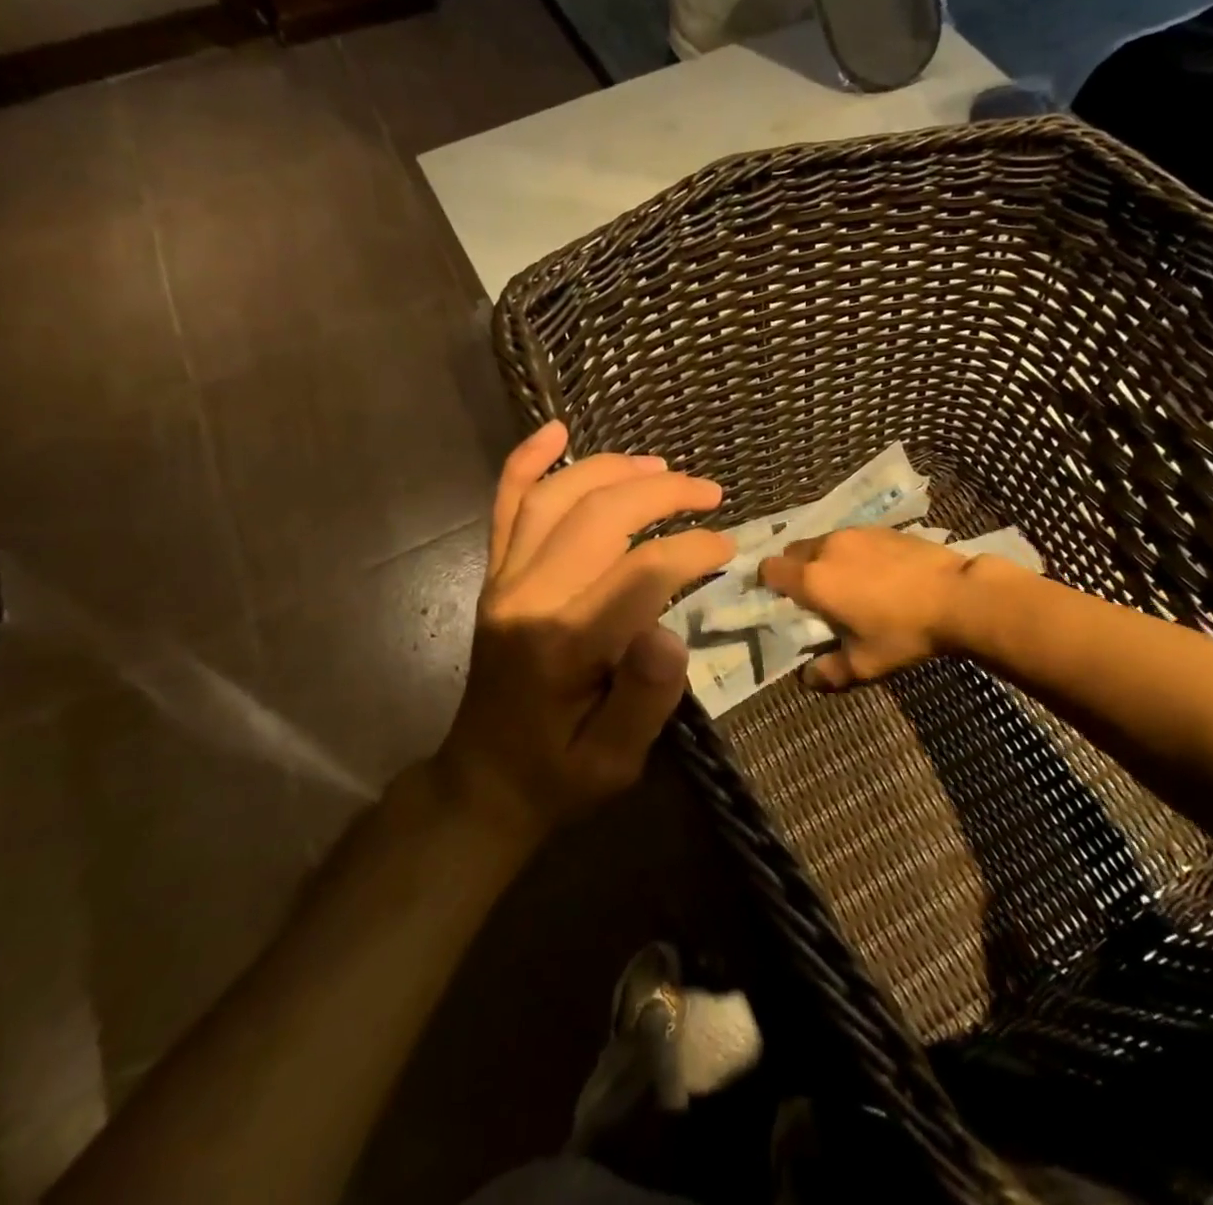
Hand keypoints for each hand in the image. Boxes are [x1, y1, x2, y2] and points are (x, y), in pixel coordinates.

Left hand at [436, 422, 734, 843]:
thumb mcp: (615, 760)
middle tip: (709, 492)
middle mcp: (528, 597)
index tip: (729, 548)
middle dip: (662, 493)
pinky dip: (526, 462)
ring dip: (610, 469)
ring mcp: (504, 580)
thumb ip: (645, 697)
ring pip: (554, 497)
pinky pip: (505, 507)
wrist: (483, 782)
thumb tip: (670, 631)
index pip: (640, 572)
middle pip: (599, 516)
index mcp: (565, 644)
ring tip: (660, 466)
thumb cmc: (559, 774)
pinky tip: (553, 430)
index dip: (691, 550)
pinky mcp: (495, 576)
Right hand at [757, 526, 969, 689]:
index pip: (769, 569)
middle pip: (793, 552)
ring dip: (823, 560)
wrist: (958, 596)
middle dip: (794, 571)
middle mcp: (827, 548)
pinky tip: (874, 573)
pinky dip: (850, 552)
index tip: (780, 602)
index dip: (768, 585)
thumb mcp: (866, 664)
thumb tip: (807, 678)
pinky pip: (851, 538)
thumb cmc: (904, 632)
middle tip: (813, 597)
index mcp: (814, 579)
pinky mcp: (881, 528)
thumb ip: (830, 671)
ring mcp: (855, 533)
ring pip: (823, 542)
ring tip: (845, 584)